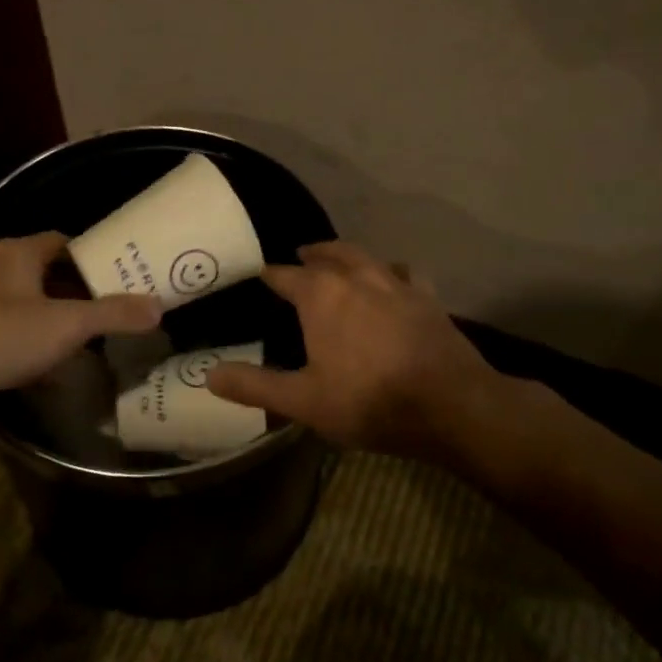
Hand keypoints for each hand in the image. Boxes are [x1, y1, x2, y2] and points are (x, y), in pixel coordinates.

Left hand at [0, 232, 163, 419]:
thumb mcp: (64, 325)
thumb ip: (112, 315)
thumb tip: (158, 307)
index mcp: (19, 254)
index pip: (63, 241)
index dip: (92, 256)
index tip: (119, 277)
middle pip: (45, 273)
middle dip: (76, 292)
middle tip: (109, 312)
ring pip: (24, 304)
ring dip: (51, 320)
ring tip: (84, 342)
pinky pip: (5, 332)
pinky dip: (27, 344)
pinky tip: (44, 371)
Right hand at [206, 241, 504, 457]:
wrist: (452, 406)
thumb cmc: (369, 401)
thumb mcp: (303, 401)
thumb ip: (255, 386)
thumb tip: (209, 375)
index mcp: (321, 295)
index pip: (285, 275)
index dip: (269, 275)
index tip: (259, 275)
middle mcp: (357, 277)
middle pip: (328, 255)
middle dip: (311, 255)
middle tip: (299, 257)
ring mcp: (397, 284)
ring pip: (366, 257)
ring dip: (347, 256)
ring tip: (338, 262)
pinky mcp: (428, 298)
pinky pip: (404, 274)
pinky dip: (391, 272)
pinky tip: (393, 281)